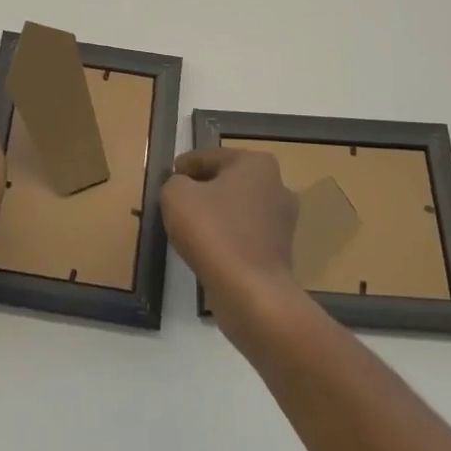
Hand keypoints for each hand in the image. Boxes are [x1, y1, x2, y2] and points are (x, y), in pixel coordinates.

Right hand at [162, 148, 301, 321]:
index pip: (209, 157)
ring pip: (237, 209)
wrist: (252, 293)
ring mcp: (282, 221)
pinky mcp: (280, 251)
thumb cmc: (214, 232)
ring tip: (190, 228)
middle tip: (176, 202)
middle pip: (226, 181)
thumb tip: (182, 187)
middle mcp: (276, 185)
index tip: (168, 179)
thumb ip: (174, 182)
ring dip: (215, 215)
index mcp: (256, 163)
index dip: (184, 166)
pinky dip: (227, 238)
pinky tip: (209, 249)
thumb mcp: (176, 195)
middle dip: (202, 189)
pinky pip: (245, 235)